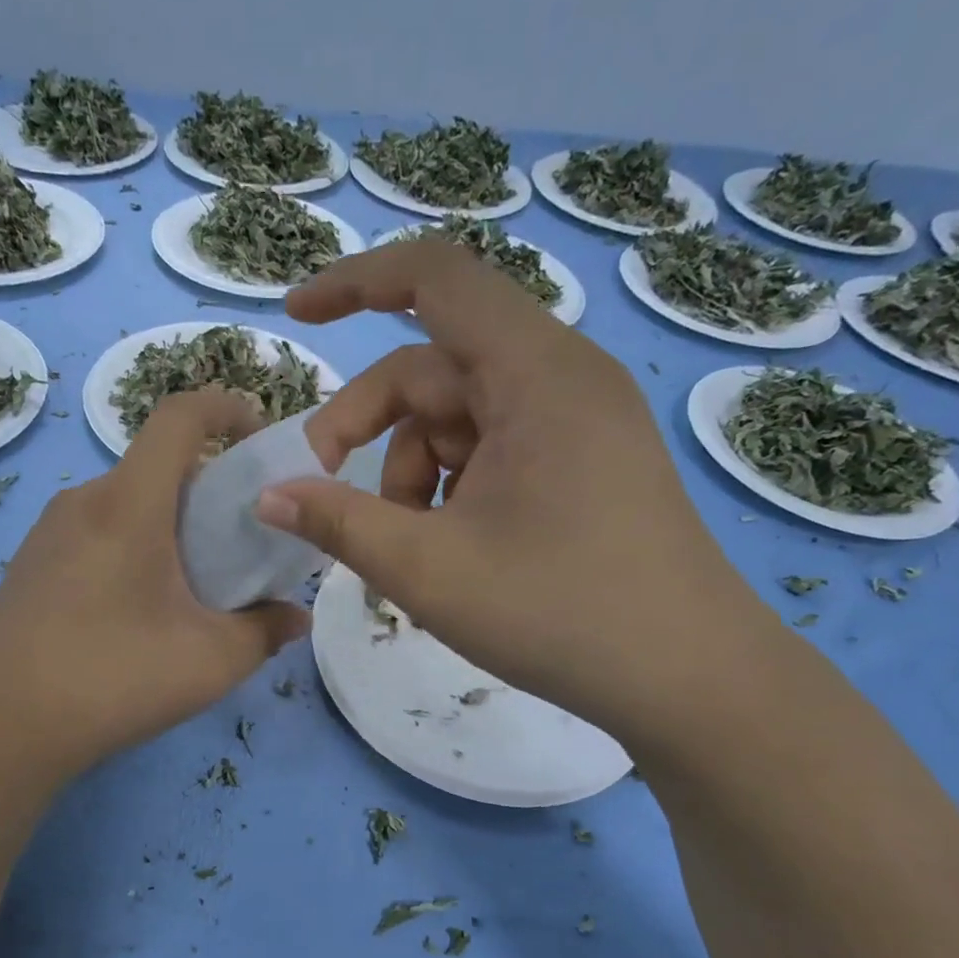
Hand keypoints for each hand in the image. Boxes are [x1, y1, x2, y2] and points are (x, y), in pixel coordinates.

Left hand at [0, 389, 308, 781]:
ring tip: (191, 587)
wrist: (0, 729)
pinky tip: (137, 613)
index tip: (259, 439)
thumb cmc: (113, 678)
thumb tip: (295, 617)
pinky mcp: (29, 566)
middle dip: (208, 490)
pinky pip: (94, 534)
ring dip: (168, 526)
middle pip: (156, 466)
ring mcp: (47, 533)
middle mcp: (83, 501)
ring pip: (125, 504)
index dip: (226, 408)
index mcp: (129, 503)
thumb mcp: (211, 661)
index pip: (180, 415)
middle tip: (238, 544)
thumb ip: (265, 631)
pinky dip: (131, 548)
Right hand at [256, 238, 766, 745]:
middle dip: (368, 429)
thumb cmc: (559, 614)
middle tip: (326, 499)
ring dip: (409, 474)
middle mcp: (562, 378)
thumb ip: (337, 523)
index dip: (356, 282)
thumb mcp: (428, 569)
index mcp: (536, 374)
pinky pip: (491, 449)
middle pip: (432, 369)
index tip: (297, 318)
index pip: (437, 277)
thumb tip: (268, 496)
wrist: (690, 680)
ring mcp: (577, 422)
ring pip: (457, 419)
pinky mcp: (582, 462)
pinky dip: (449, 488)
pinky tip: (450, 549)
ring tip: (411, 549)